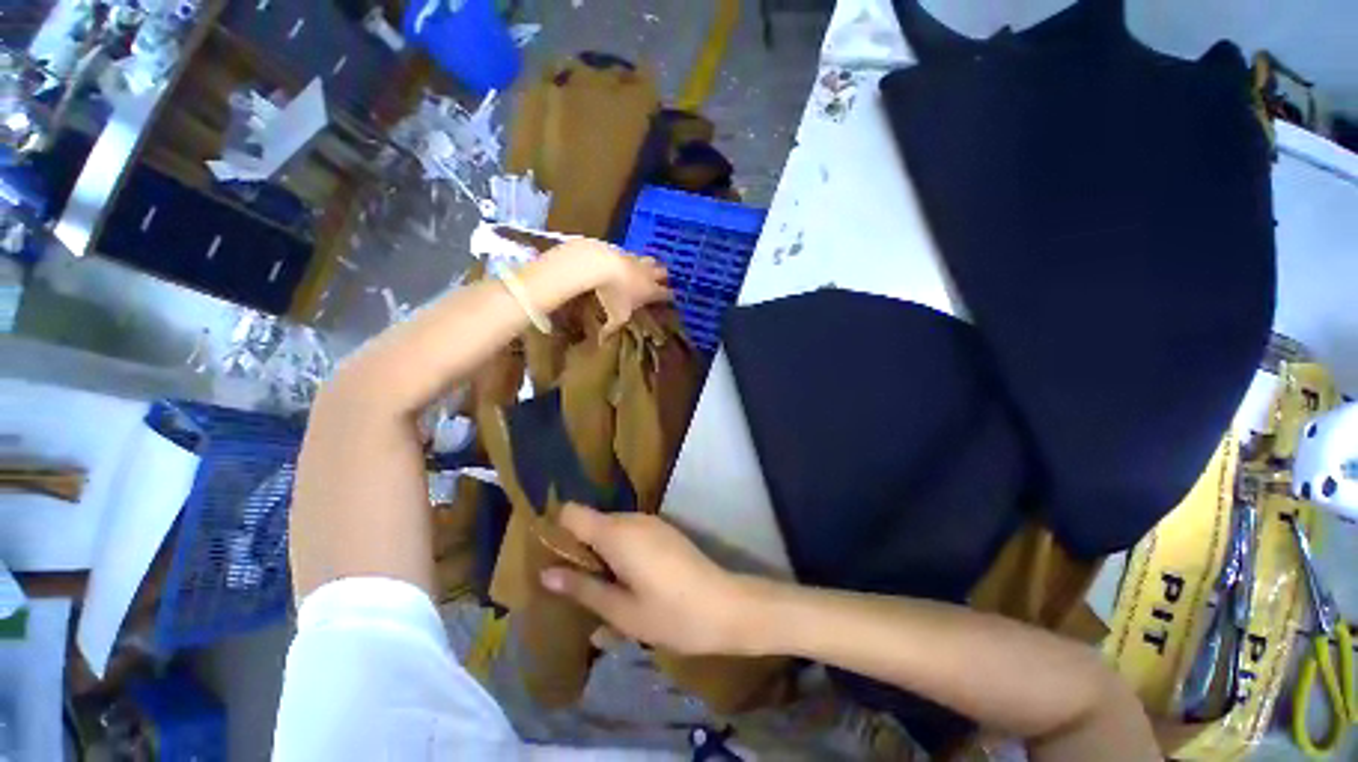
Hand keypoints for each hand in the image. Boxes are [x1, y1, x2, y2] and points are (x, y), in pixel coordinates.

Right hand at [540, 504, 757, 655]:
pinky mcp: (664, 530)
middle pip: (591, 521)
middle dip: (578, 548)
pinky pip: (631, 534)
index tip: (551, 559)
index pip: (572, 512)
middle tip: (574, 585)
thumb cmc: (670, 614)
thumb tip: (546, 574)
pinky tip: (628, 582)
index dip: (557, 531)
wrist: (726, 606)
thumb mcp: (621, 611)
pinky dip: (621, 552)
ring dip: (601, 553)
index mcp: (616, 532)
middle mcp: (632, 519)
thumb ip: (582, 588)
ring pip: (611, 529)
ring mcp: (651, 522)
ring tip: (601, 590)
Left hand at [550, 240, 670, 334]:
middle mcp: (648, 274)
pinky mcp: (623, 250)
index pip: (668, 294)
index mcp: (651, 290)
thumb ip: (612, 327)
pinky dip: (631, 259)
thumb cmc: (614, 294)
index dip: (671, 297)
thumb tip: (603, 341)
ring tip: (644, 269)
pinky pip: (632, 254)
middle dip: (663, 277)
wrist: (600, 264)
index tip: (673, 299)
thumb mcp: (615, 315)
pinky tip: (623, 262)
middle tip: (660, 282)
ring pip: (650, 260)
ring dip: (649, 265)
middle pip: (663, 272)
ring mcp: (636, 259)